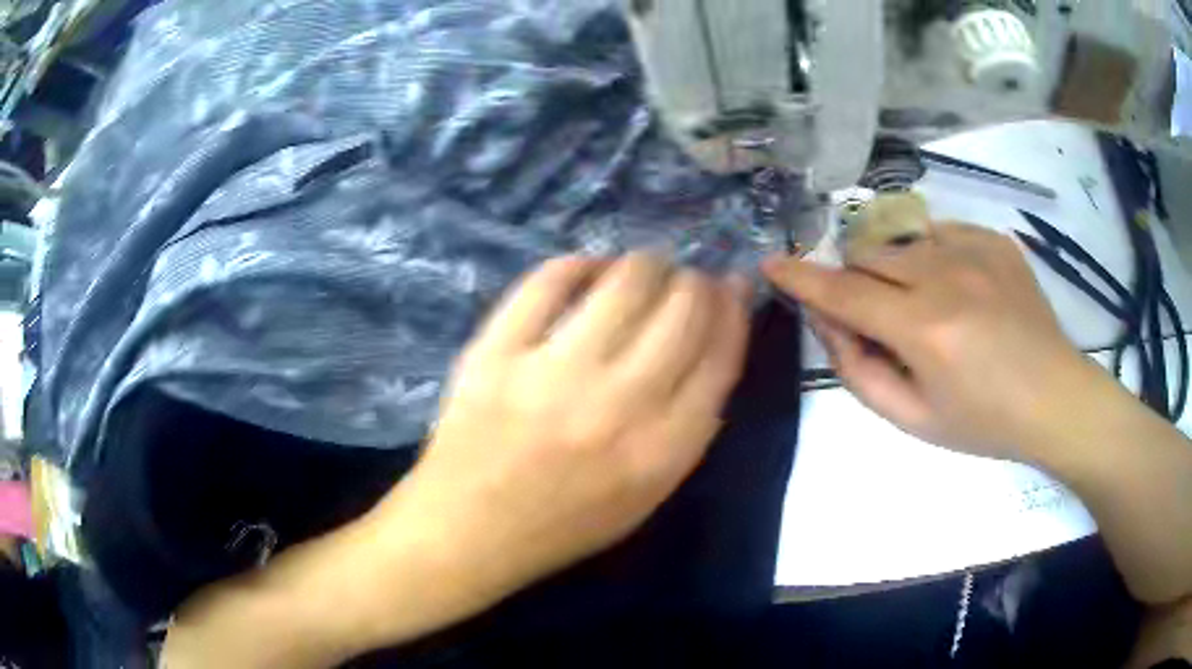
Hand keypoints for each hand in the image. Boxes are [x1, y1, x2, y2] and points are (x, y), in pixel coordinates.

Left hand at [381, 253, 750, 601]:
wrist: (468, 530)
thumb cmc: (563, 524)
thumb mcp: (648, 495)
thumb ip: (690, 425)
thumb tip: (713, 340)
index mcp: (661, 451)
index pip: (720, 354)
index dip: (734, 309)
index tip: (732, 288)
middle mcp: (617, 405)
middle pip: (683, 308)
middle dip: (696, 281)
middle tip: (685, 280)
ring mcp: (552, 373)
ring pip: (627, 280)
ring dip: (646, 264)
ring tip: (642, 271)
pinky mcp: (496, 351)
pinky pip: (550, 279)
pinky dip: (579, 265)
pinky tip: (587, 273)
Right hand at [765, 223, 1093, 460]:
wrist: (1054, 397)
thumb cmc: (983, 422)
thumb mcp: (913, 420)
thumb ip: (860, 372)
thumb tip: (829, 324)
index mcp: (924, 329)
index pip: (844, 293)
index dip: (802, 278)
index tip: (773, 263)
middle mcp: (945, 275)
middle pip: (868, 255)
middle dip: (855, 280)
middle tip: (876, 316)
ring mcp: (973, 248)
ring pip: (902, 241)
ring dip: (894, 269)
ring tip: (925, 306)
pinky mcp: (993, 238)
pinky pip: (940, 233)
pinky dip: (932, 258)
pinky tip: (958, 289)